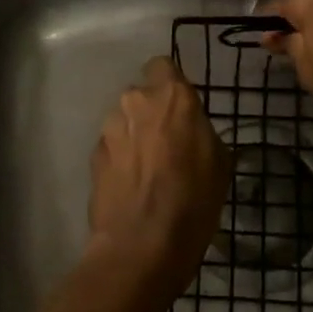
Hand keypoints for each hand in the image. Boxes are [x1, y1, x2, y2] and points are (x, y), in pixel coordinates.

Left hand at [87, 57, 229, 299]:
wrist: (141, 245)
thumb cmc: (193, 201)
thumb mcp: (219, 162)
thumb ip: (200, 131)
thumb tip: (191, 129)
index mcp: (172, 96)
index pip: (162, 66)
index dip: (170, 84)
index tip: (180, 108)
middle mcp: (135, 101)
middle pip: (142, 95)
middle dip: (151, 112)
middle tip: (167, 143)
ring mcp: (109, 127)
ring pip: (124, 120)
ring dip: (134, 135)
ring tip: (147, 170)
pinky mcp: (93, 155)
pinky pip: (112, 146)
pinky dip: (120, 159)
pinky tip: (131, 186)